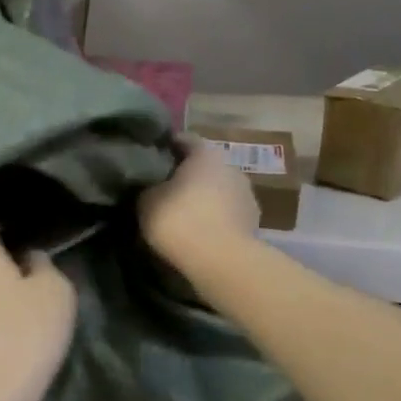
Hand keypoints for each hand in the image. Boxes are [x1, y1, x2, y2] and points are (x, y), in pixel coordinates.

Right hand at [138, 138, 258, 274]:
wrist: (221, 261)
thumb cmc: (180, 221)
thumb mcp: (147, 202)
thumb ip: (149, 188)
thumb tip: (151, 187)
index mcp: (205, 154)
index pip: (185, 139)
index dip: (168, 146)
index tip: (153, 156)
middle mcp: (230, 167)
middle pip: (205, 166)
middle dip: (187, 176)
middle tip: (166, 189)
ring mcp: (247, 195)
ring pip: (219, 191)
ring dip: (205, 199)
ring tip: (185, 215)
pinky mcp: (253, 223)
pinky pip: (228, 214)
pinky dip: (216, 219)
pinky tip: (202, 233)